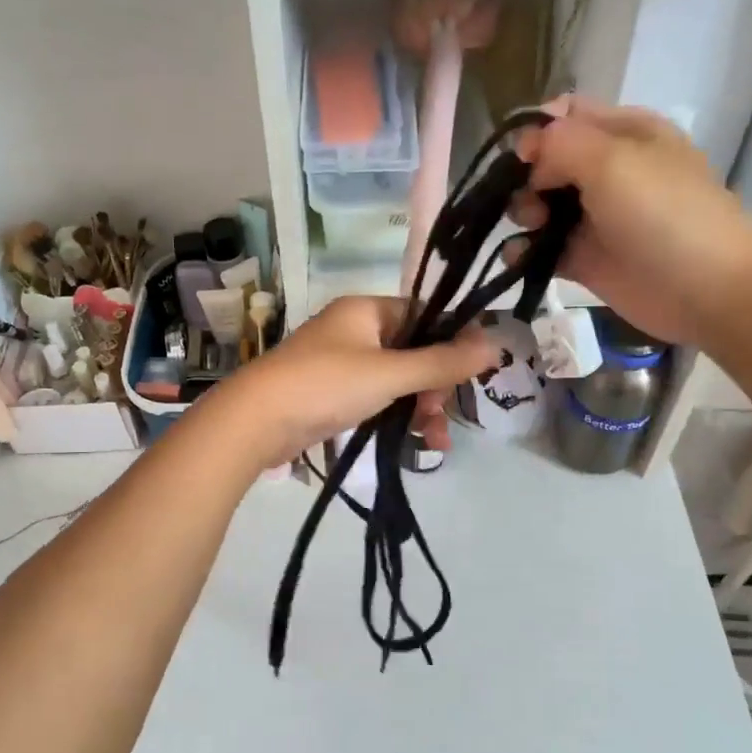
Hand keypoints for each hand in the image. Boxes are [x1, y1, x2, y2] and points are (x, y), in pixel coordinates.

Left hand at [202, 297, 499, 471]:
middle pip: (413, 351)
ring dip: (420, 407)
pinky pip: (377, 399)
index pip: (424, 315)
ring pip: (396, 379)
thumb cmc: (325, 384)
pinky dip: (396, 417)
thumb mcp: (390, 373)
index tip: (471, 375)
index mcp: (366, 310)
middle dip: (435, 386)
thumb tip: (496, 345)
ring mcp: (341, 363)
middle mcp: (354, 330)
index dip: (451, 342)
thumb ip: (442, 362)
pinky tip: (415, 442)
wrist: (255, 421)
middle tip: (442, 416)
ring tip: (435, 443)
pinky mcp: (332, 394)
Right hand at [509, 98, 751, 345]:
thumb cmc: (663, 214)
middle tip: (532, 200)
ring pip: (540, 205)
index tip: (522, 158)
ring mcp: (595, 217)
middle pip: (546, 162)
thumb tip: (527, 151)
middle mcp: (607, 171)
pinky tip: (518, 257)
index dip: (537, 131)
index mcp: (624, 133)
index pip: (566, 117)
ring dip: (522, 213)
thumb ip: (560, 143)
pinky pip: (542, 248)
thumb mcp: (612, 160)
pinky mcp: (585, 259)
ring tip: (531, 228)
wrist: (706, 290)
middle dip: (525, 177)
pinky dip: (523, 251)